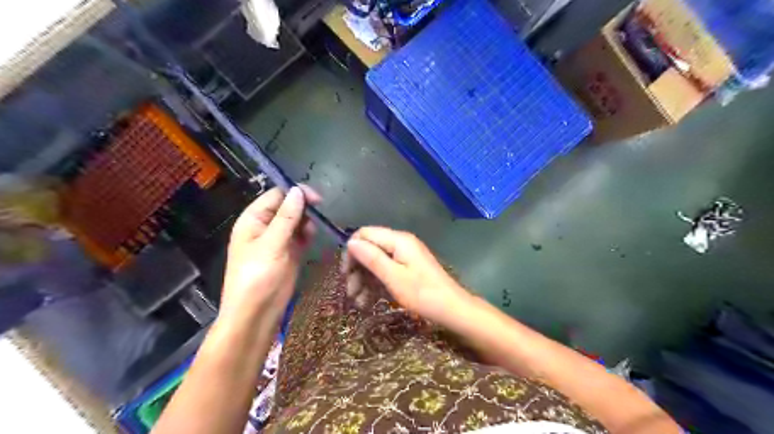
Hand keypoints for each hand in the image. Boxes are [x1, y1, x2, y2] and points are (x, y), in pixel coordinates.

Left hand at [220, 186, 319, 328]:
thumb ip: (286, 217)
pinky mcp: (290, 252)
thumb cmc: (257, 277)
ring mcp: (278, 239)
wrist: (257, 313)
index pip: (276, 195)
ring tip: (311, 233)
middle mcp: (265, 226)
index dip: (295, 193)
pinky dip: (307, 234)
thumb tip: (298, 191)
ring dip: (307, 222)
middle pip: (288, 206)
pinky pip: (301, 235)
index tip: (316, 199)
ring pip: (297, 220)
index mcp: (253, 220)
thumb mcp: (271, 244)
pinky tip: (311, 238)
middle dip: (304, 208)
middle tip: (319, 214)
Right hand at [347, 227, 472, 324]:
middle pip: (370, 248)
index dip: (352, 251)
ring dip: (364, 280)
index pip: (365, 234)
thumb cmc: (423, 294)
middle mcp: (401, 244)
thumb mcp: (394, 277)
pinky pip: (386, 271)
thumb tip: (351, 242)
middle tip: (350, 292)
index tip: (345, 273)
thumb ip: (372, 258)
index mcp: (398, 240)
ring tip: (358, 302)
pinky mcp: (408, 268)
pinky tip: (368, 301)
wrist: (452, 309)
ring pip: (376, 262)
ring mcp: (405, 256)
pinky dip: (376, 284)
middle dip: (357, 269)